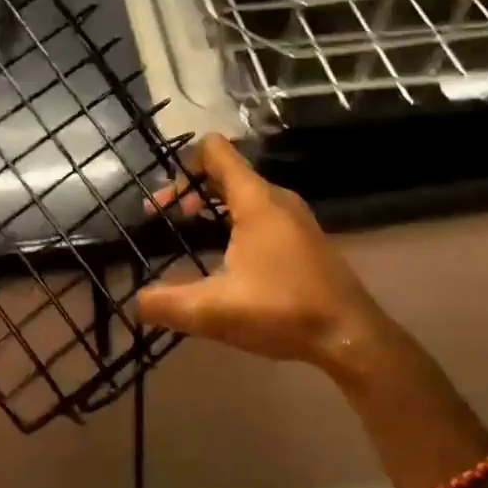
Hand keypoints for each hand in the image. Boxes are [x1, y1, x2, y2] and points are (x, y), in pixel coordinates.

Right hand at [134, 134, 388, 379]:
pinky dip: (234, 221)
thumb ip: (168, 304)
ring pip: (244, 194)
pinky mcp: (303, 238)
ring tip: (189, 234)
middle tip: (165, 219)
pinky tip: (225, 258)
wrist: (351, 336)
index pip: (216, 151)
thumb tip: (136, 303)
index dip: (183, 164)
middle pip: (225, 172)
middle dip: (190, 190)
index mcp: (256, 200)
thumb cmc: (283, 311)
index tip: (163, 200)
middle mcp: (277, 198)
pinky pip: (261, 213)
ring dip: (212, 207)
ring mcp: (295, 217)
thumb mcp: (215, 311)